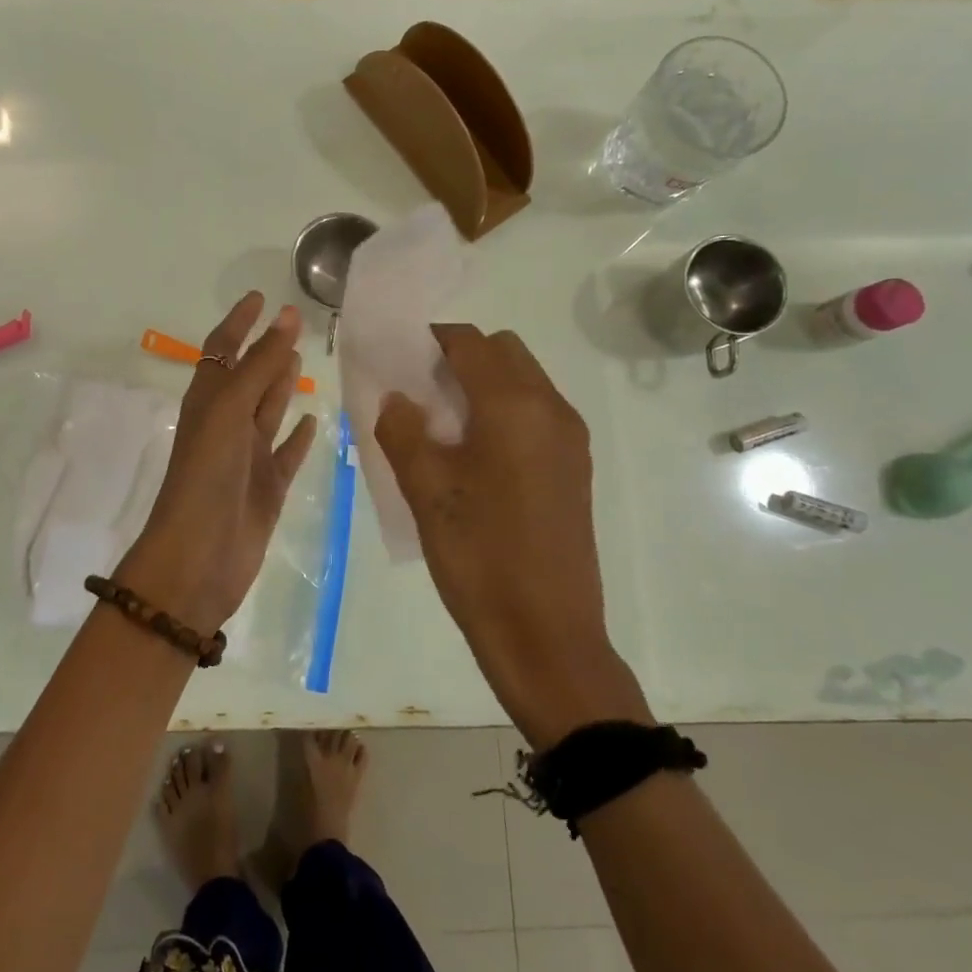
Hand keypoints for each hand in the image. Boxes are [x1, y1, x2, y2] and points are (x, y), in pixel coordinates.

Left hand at [116, 293, 318, 634]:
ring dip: (282, 385)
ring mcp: (248, 457)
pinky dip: (298, 436)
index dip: (238, 323)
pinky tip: (314, 420)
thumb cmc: (207, 476)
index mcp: (207, 403)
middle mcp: (226, 425)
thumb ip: (259, 366)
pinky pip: (286, 453)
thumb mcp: (229, 411)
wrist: (199, 557)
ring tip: (302, 359)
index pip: (221, 351)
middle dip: (266, 350)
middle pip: (248, 377)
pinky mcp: (268, 487)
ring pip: (268, 411)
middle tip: (293, 322)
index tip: (260, 297)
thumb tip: (285, 317)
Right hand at [374, 325, 649, 745]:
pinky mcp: (574, 467)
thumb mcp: (425, 489)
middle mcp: (551, 408)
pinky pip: (536, 413)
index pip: (470, 342)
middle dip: (460, 357)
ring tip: (441, 425)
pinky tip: (473, 455)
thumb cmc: (479, 555)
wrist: (546, 633)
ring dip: (483, 384)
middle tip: (419, 392)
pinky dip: (503, 411)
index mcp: (514, 405)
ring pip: (523, 380)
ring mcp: (570, 438)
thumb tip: (396, 400)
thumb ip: (402, 430)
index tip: (397, 357)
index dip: (430, 339)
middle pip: (503, 352)